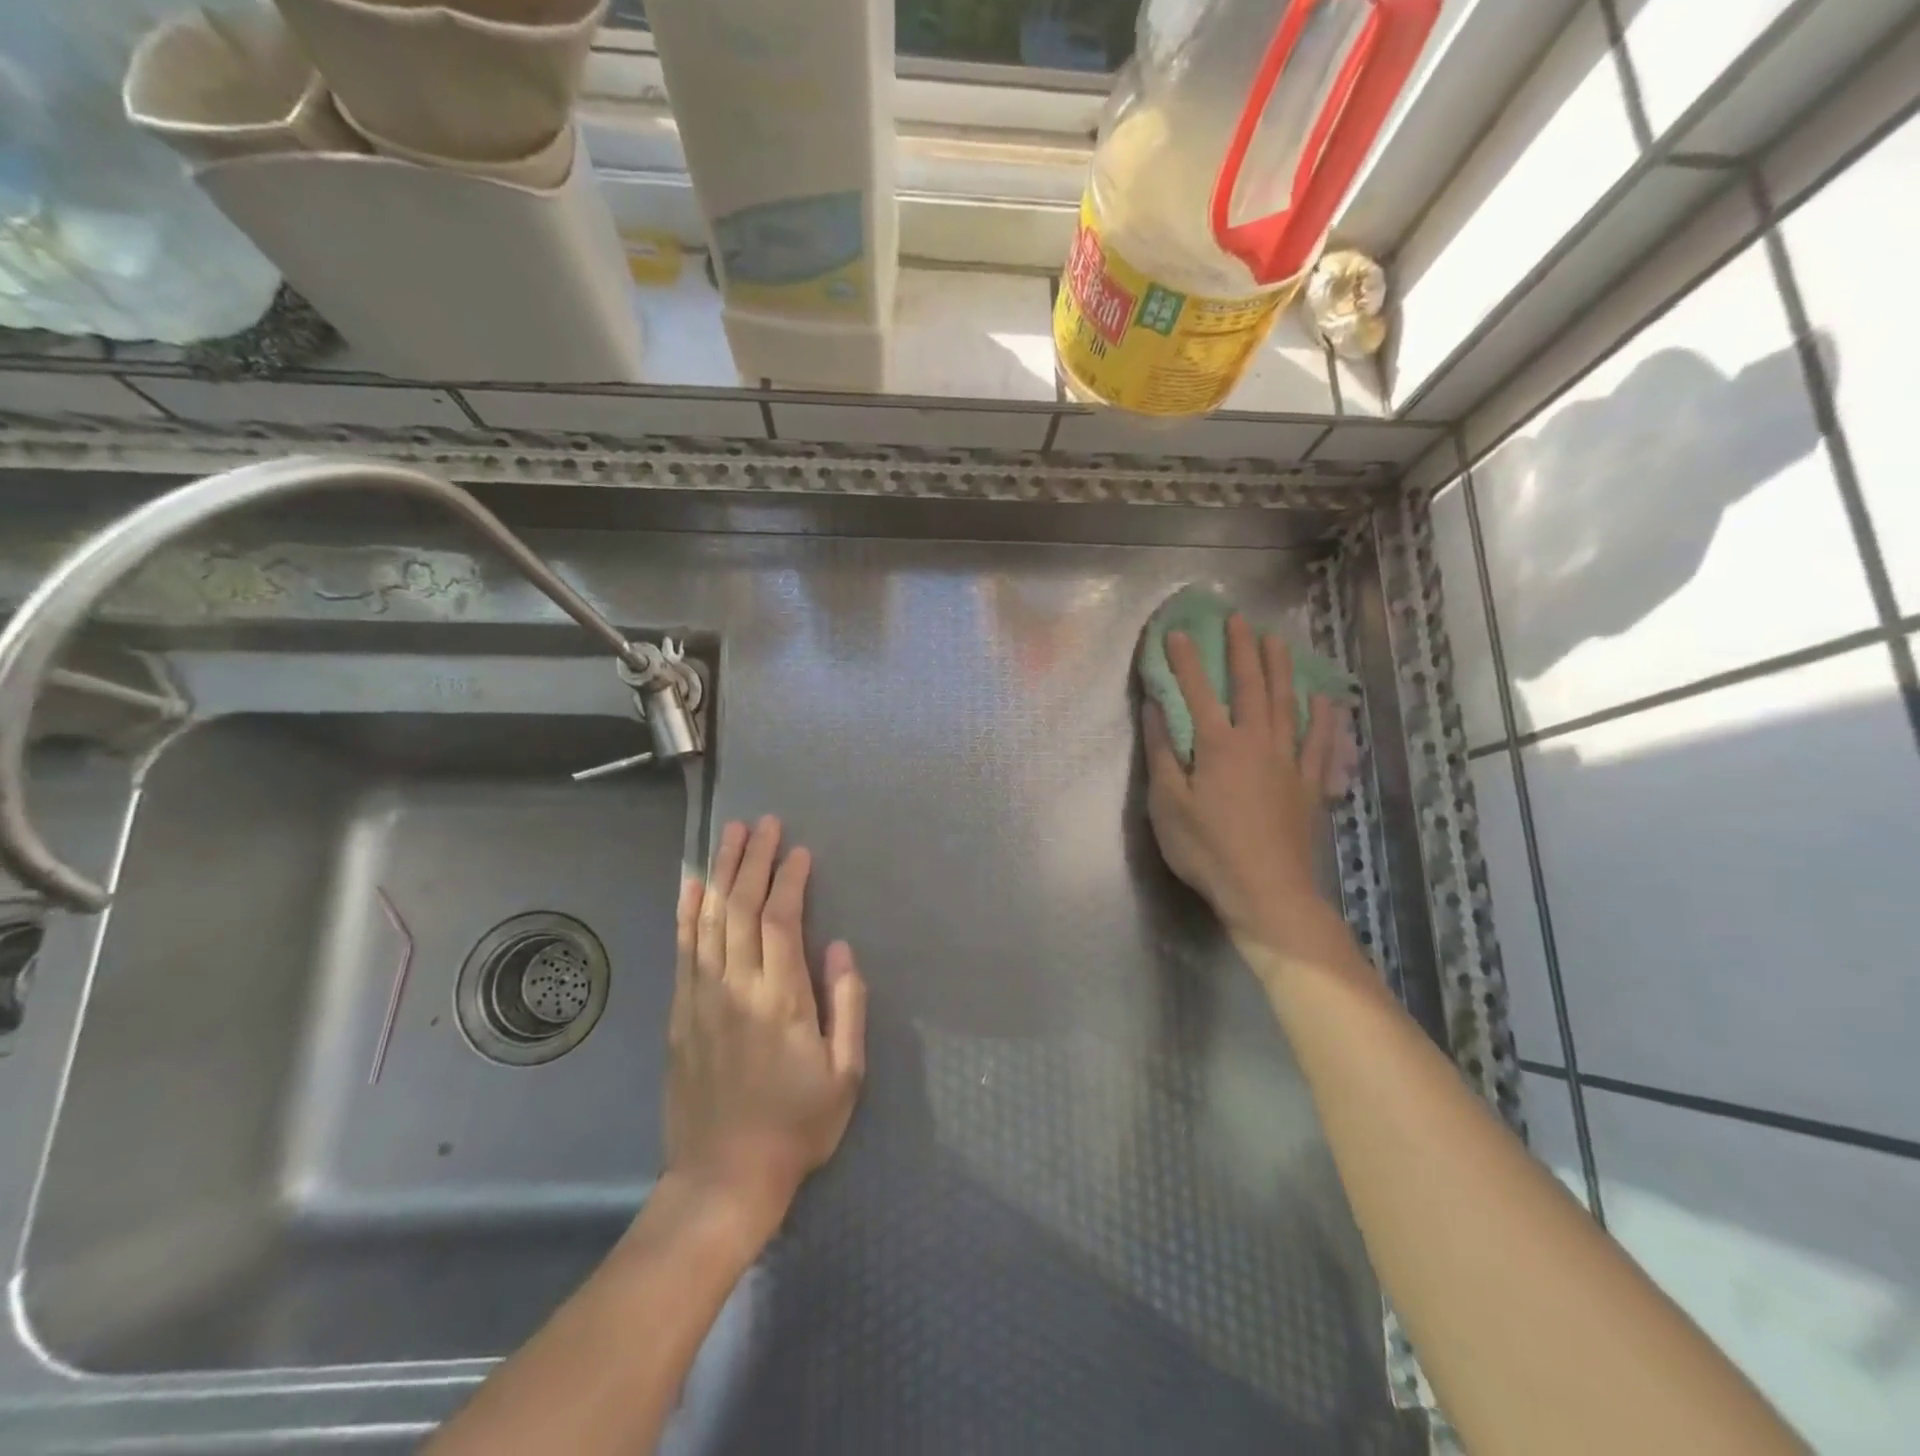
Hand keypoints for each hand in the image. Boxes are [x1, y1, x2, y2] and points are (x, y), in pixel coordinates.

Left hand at [664, 815, 867, 1240]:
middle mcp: (737, 987)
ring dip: (720, 873)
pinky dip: (687, 911)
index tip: (798, 851)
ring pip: (709, 920)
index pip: (782, 920)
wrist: (724, 1178)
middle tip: (763, 823)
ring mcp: (702, 998)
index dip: (789, 880)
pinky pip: (682, 949)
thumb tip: (840, 949)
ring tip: (729, 835)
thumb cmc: (796, 1126)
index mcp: (781, 999)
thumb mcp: (846, 1074)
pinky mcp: (680, 1013)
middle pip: (741, 908)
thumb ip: (846, 1006)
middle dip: (753, 860)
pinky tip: (691, 885)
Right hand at [1144, 614, 1344, 958]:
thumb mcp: (1168, 804)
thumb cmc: (1207, 849)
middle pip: (1251, 686)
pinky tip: (1326, 699)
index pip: (1198, 692)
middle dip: (1241, 650)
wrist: (1266, 891)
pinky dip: (1323, 718)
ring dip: (1281, 669)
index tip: (1177, 631)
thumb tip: (1156, 708)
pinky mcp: (1309, 785)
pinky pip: (1320, 742)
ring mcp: (1289, 762)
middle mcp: (1257, 742)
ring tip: (1277, 640)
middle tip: (1238, 619)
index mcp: (1218, 745)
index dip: (1186, 660)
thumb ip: (1162, 752)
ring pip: (1287, 704)